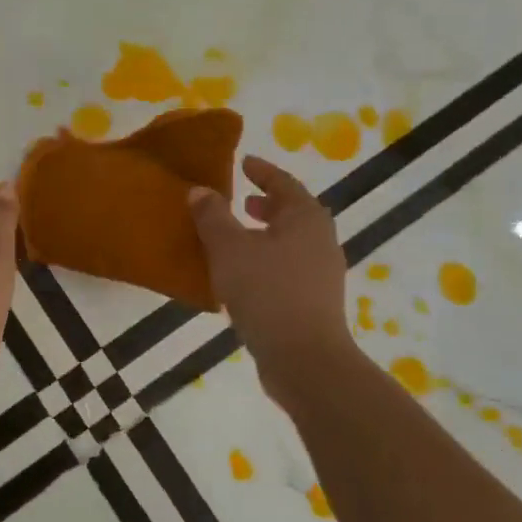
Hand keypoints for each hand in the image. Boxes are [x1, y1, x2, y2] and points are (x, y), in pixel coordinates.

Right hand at [188, 156, 354, 407]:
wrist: (305, 359)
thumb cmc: (267, 292)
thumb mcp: (229, 248)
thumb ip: (212, 216)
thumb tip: (200, 190)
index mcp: (305, 218)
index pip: (283, 183)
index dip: (262, 171)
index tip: (244, 162)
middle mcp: (320, 240)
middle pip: (292, 212)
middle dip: (266, 203)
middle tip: (240, 198)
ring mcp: (322, 274)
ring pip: (291, 242)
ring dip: (265, 233)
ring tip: (236, 236)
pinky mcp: (315, 302)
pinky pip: (288, 267)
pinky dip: (267, 259)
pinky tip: (242, 274)